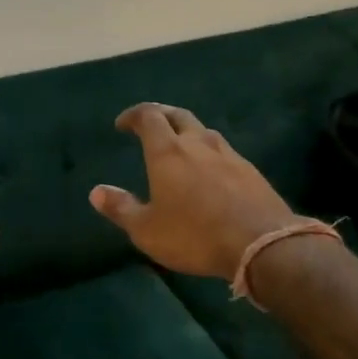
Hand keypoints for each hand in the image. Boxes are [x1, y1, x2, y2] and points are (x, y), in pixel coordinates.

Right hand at [90, 104, 298, 281]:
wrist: (261, 243)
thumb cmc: (195, 236)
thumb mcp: (147, 230)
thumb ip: (121, 208)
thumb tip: (96, 191)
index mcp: (168, 152)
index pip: (148, 117)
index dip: (133, 115)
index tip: (122, 124)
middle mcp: (198, 143)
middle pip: (178, 115)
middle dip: (160, 115)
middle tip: (149, 124)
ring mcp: (227, 154)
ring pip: (203, 130)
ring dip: (187, 132)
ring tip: (179, 146)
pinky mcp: (249, 169)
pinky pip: (223, 150)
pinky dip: (208, 152)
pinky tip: (209, 170)